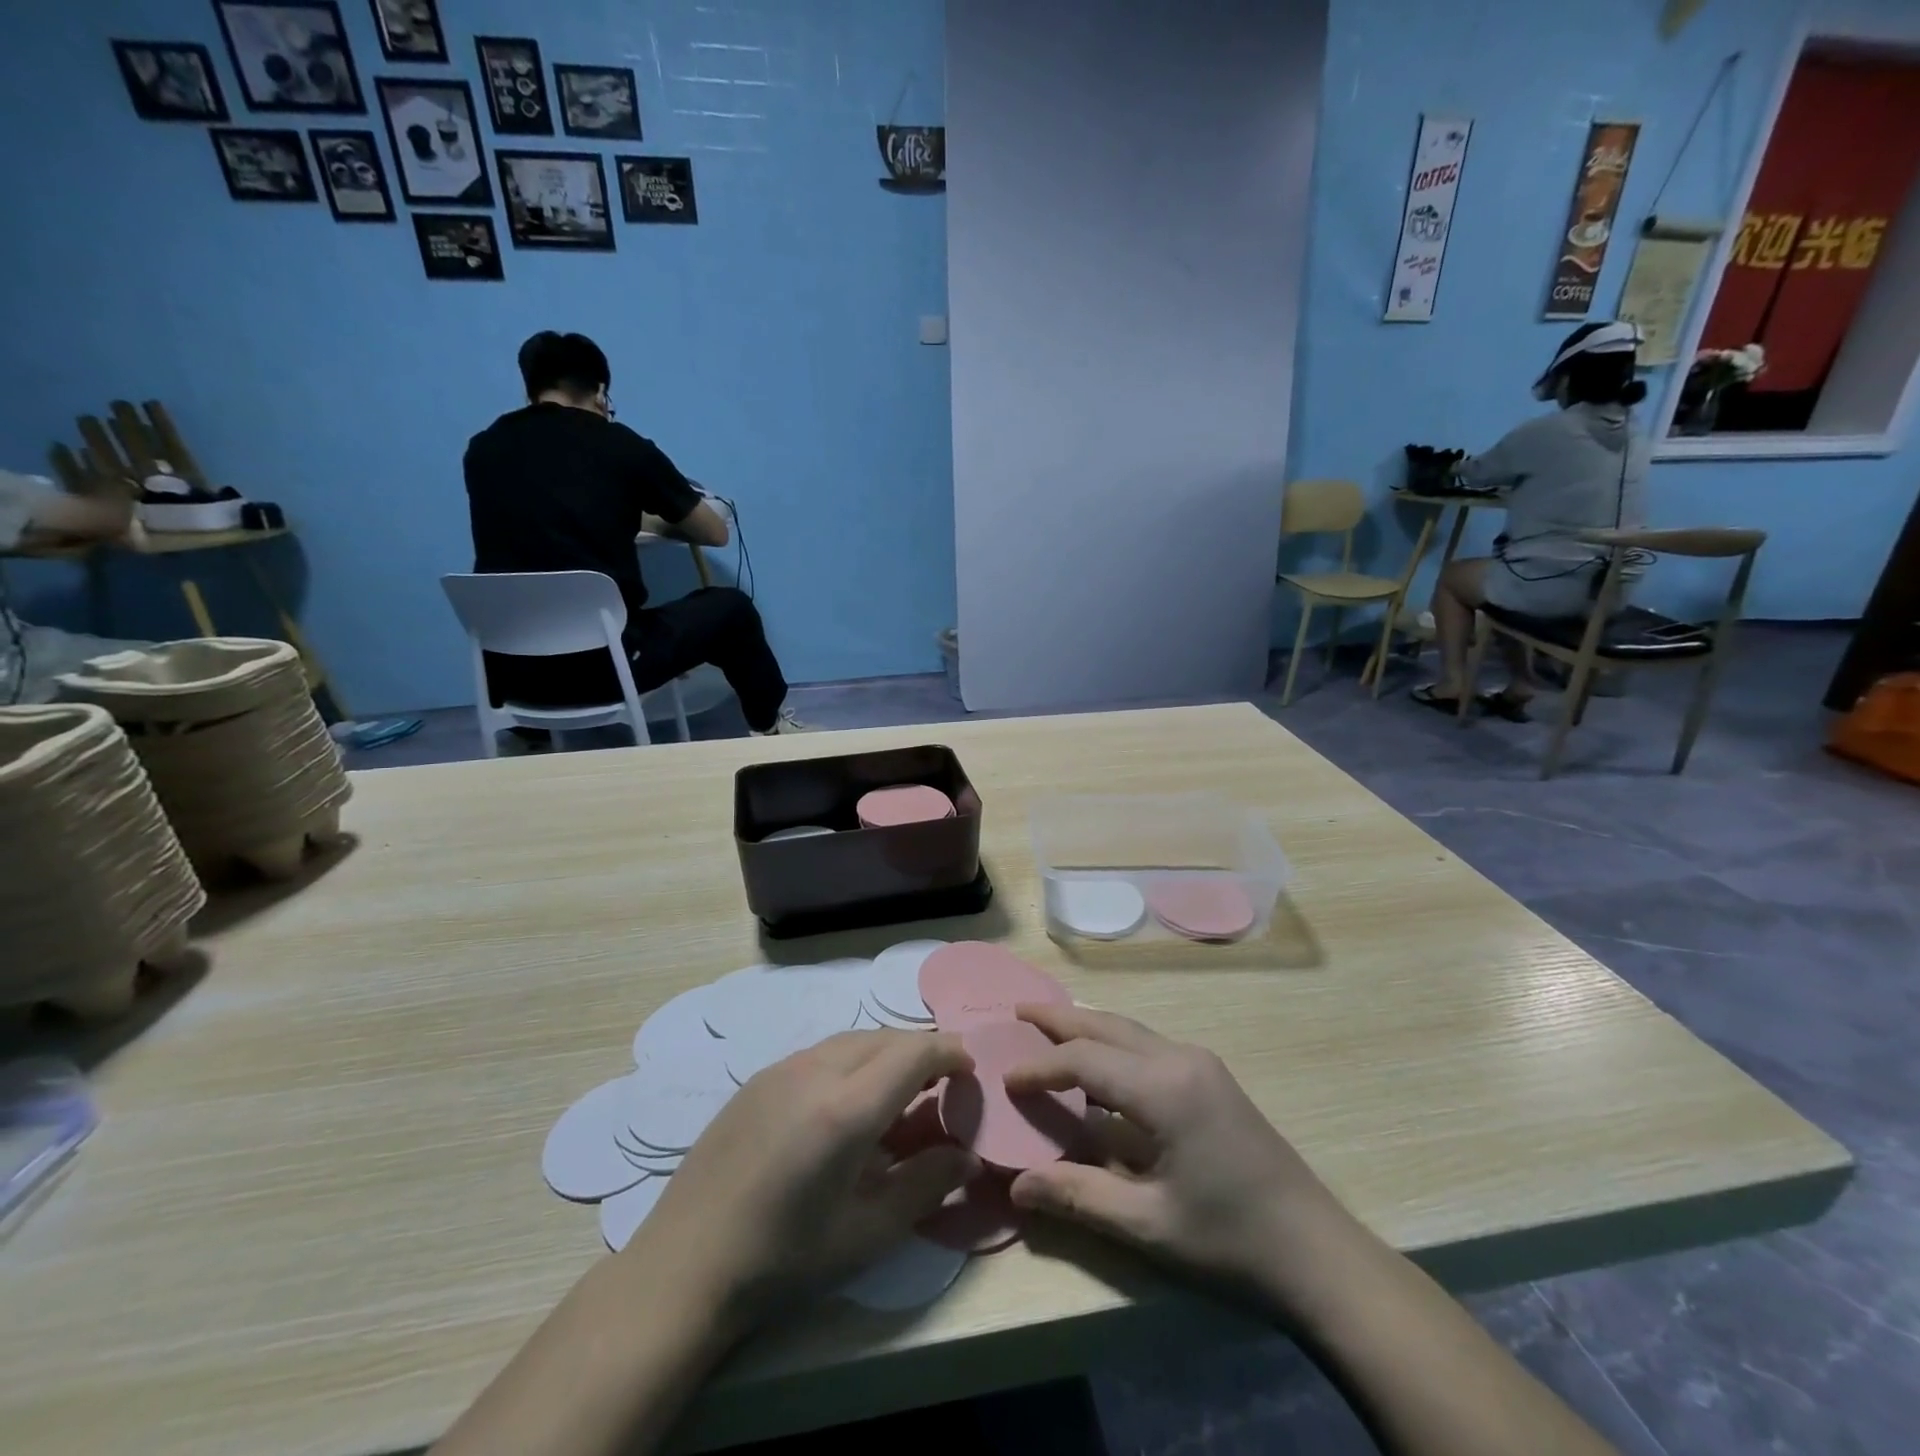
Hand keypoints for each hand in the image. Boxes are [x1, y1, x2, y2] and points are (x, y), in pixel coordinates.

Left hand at [628, 1030, 978, 1327]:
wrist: (684, 1266)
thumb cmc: (783, 1259)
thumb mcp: (866, 1234)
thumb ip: (926, 1186)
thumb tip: (968, 1156)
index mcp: (846, 1108)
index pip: (914, 1053)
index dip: (949, 1052)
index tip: (970, 1069)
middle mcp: (815, 1071)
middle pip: (885, 1037)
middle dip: (921, 1051)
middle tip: (941, 1085)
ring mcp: (780, 1069)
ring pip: (851, 1039)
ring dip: (885, 1053)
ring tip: (896, 1093)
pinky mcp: (757, 1079)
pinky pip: (820, 1052)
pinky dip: (851, 1061)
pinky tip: (844, 1104)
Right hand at [1005, 1004, 1360, 1308]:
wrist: (1319, 1255)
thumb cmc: (1231, 1241)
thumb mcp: (1148, 1224)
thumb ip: (1078, 1196)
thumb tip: (1016, 1185)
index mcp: (1164, 1087)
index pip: (1085, 1060)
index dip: (1040, 1067)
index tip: (1004, 1078)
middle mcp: (1181, 1058)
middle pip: (1107, 1026)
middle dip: (1060, 1019)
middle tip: (1017, 1012)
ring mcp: (1201, 1064)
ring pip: (1129, 1030)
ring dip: (1087, 1028)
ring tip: (1048, 1028)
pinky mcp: (1211, 1078)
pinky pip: (1148, 1045)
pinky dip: (1112, 1044)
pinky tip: (1099, 1065)